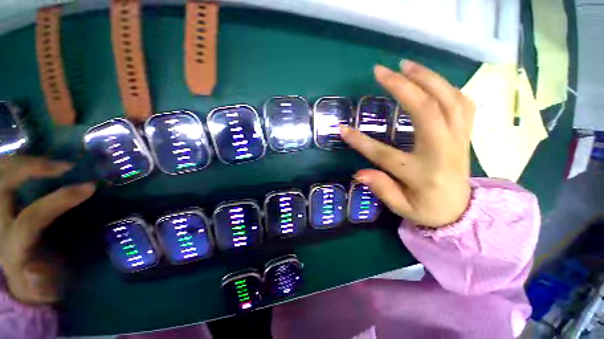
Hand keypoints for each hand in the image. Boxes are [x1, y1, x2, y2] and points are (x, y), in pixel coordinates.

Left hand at [0, 157, 94, 303]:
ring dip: (21, 161)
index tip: (89, 187)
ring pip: (0, 173)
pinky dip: (13, 163)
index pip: (31, 218)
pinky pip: (2, 174)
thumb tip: (34, 271)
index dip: (58, 200)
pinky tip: (30, 161)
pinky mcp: (0, 202)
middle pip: (3, 185)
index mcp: (12, 247)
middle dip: (31, 169)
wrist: (19, 273)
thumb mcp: (44, 289)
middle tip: (65, 165)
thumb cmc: (38, 281)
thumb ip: (40, 285)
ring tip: (49, 160)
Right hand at [341, 60, 474, 226]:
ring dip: (427, 78)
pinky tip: (430, 80)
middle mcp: (443, 151)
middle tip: (381, 71)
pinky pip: (462, 103)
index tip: (342, 129)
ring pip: (449, 99)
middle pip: (426, 111)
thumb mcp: (402, 208)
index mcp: (423, 173)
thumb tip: (358, 173)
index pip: (385, 154)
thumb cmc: (428, 210)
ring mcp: (459, 139)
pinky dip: (446, 87)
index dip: (361, 142)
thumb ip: (382, 189)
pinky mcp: (465, 134)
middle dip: (402, 87)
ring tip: (406, 65)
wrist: (461, 211)